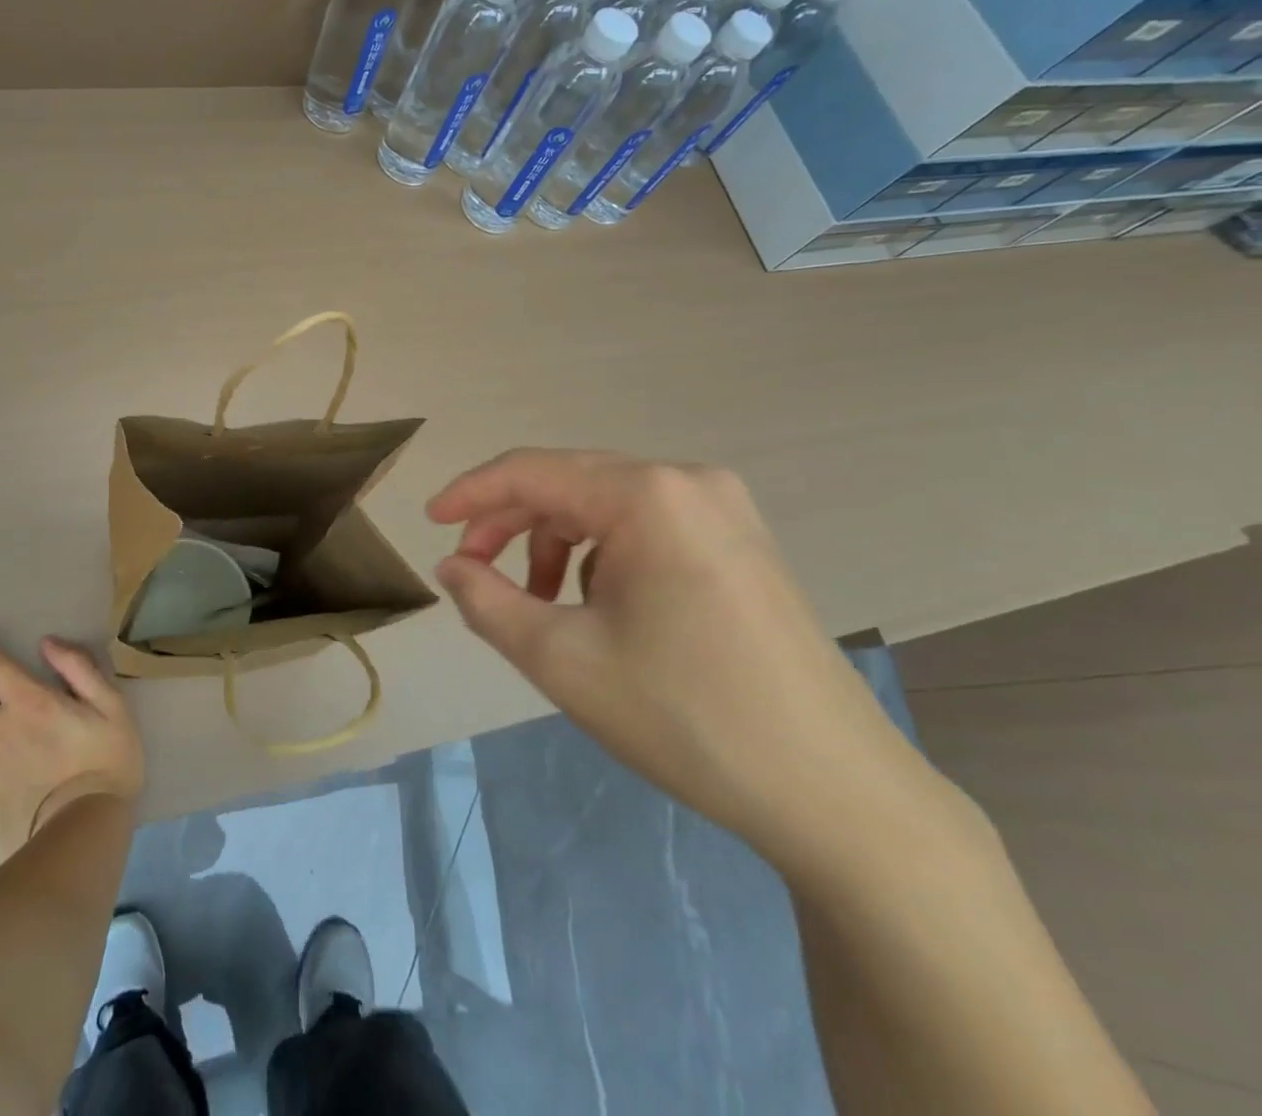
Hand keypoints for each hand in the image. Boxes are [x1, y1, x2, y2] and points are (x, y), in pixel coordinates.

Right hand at [427, 449, 948, 878]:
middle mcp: (689, 481)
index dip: (470, 494)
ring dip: (556, 543)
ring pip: (606, 505)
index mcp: (647, 494)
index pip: (531, 470)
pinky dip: (602, 556)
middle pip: (570, 482)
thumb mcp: (561, 659)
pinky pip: (646, 527)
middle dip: (511, 523)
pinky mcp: (741, 542)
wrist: (835, 793)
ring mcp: (725, 509)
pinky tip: (600, 610)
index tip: (428, 523)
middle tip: (474, 572)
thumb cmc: (684, 717)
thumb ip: (487, 600)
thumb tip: (452, 566)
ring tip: (540, 605)